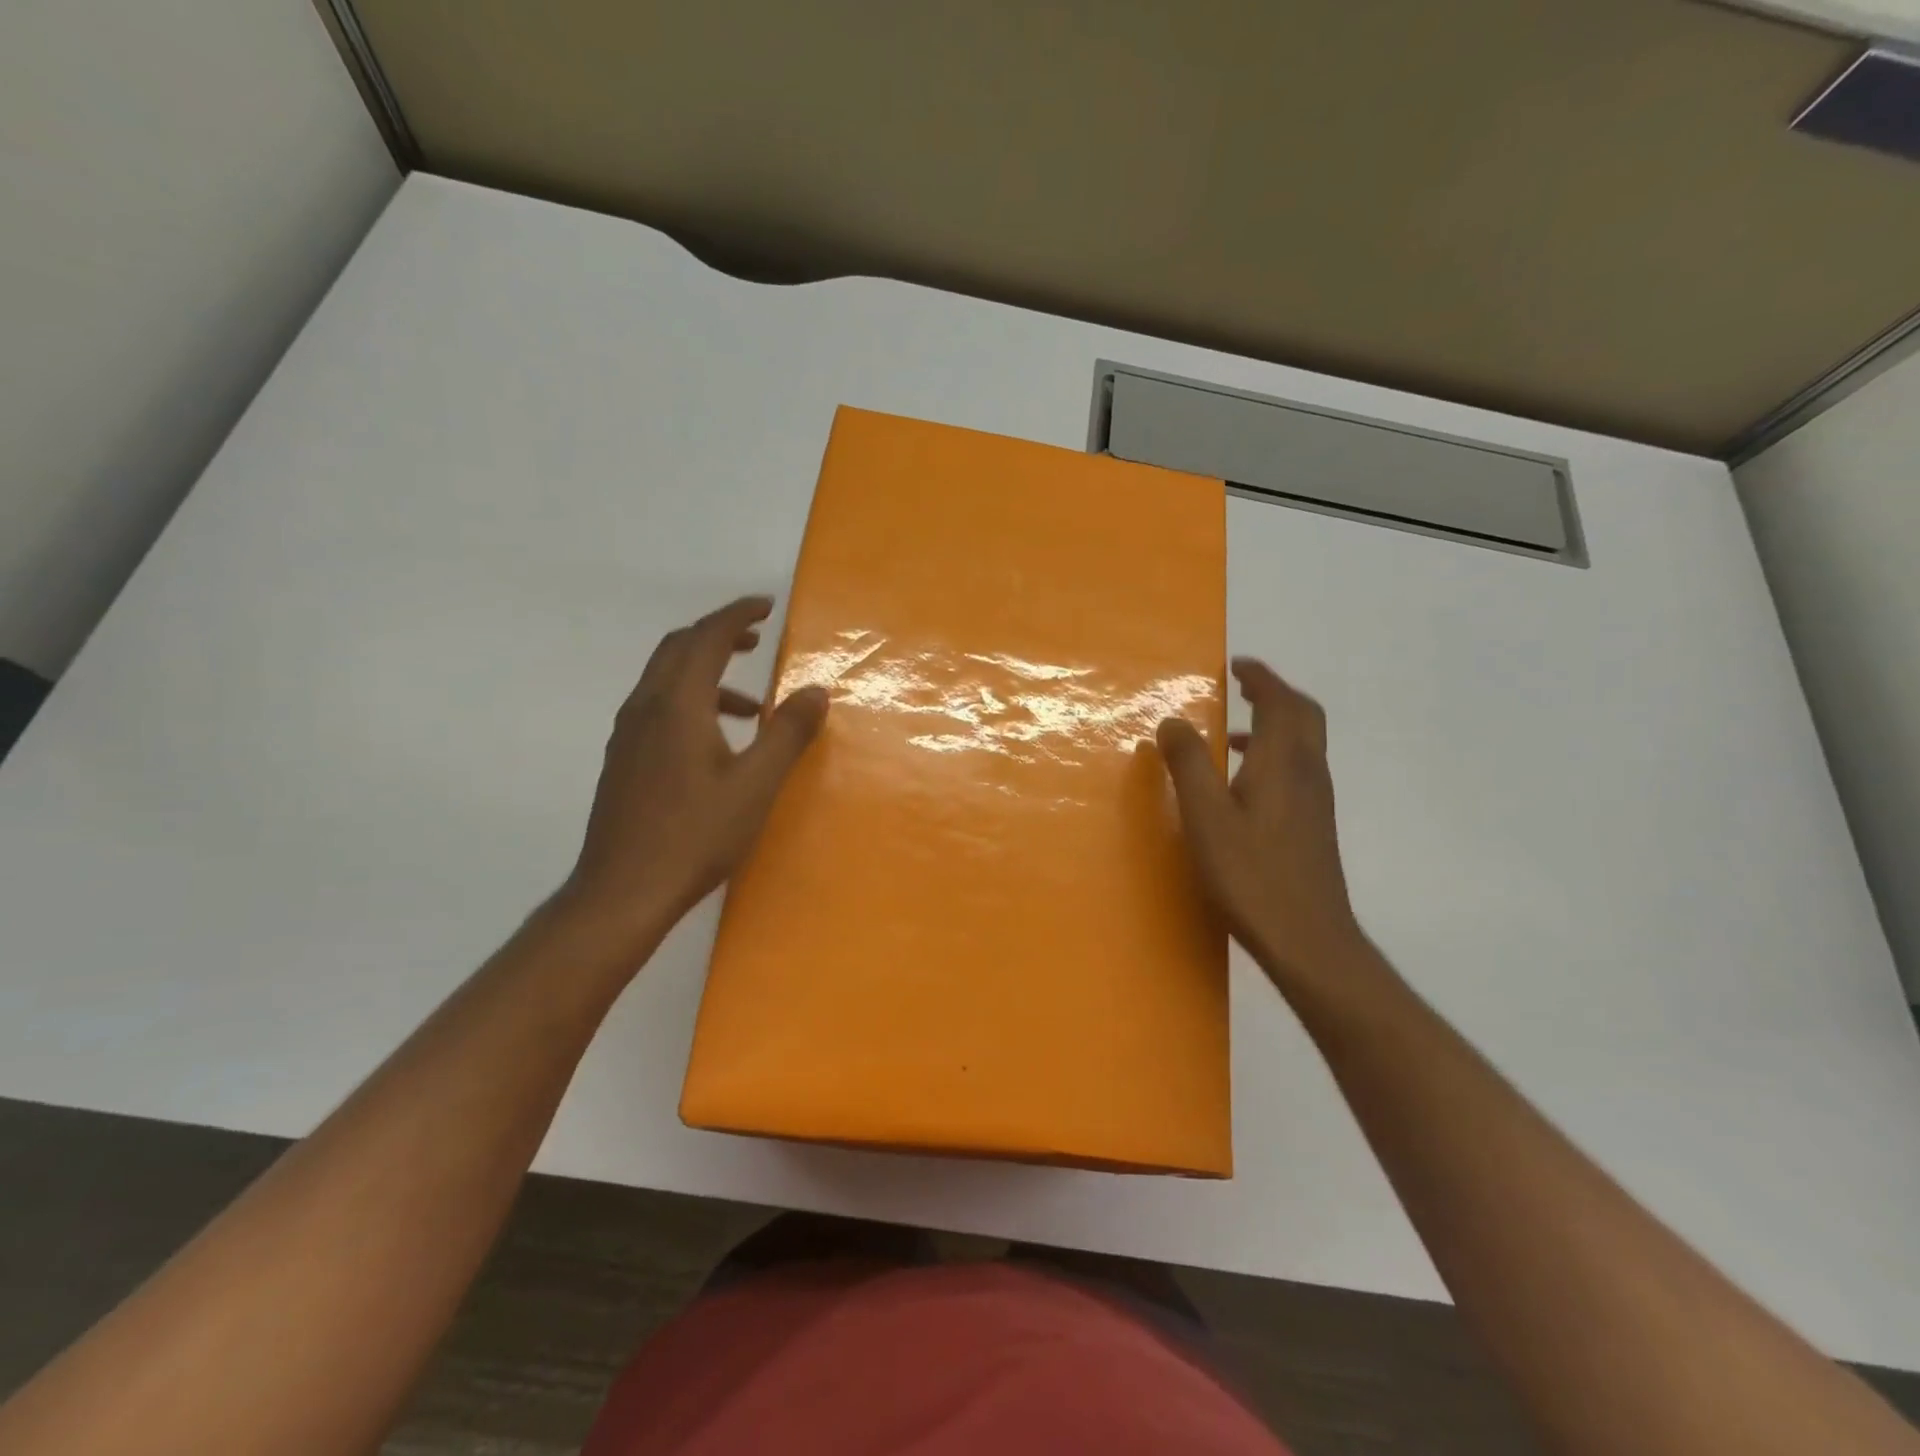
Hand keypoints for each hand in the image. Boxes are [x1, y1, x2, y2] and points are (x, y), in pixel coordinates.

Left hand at [559, 596, 827, 945]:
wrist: (623, 891)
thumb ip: (787, 733)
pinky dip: (691, 702)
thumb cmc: (695, 834)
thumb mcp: (756, 784)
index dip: (738, 615)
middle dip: (718, 635)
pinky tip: (715, 743)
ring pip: (666, 680)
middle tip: (756, 639)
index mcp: (677, 704)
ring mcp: (629, 735)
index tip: (768, 606)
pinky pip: (658, 708)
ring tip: (750, 706)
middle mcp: (646, 708)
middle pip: (678, 649)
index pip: (707, 638)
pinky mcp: (624, 760)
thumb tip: (816, 690)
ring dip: (707, 674)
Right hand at [1157, 658, 1367, 989]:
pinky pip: (1298, 770)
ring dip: (1273, 725)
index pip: (1280, 701)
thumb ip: (1187, 764)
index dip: (1260, 677)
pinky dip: (1274, 756)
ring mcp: (1316, 802)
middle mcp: (1308, 773)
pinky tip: (1243, 786)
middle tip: (1241, 687)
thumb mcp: (1206, 816)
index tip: (1236, 664)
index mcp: (1284, 762)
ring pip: (1303, 744)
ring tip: (1231, 733)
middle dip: (1273, 694)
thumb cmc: (1251, 874)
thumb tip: (1172, 721)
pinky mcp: (1314, 826)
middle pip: (1302, 716)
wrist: (1308, 940)